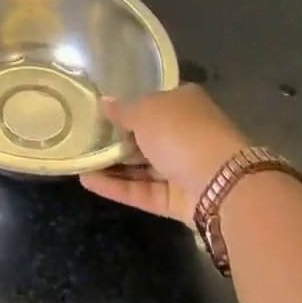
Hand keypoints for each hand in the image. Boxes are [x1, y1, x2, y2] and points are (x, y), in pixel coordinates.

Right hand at [80, 85, 250, 223]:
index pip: (153, 101)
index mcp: (185, 103)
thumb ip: (122, 110)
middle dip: (117, 138)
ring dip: (113, 165)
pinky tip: (87, 181)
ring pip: (144, 166)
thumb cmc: (181, 132)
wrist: (222, 186)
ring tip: (79, 159)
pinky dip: (117, 187)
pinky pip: (144, 191)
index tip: (100, 110)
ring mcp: (184, 169)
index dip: (127, 104)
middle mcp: (187, 134)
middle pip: (147, 135)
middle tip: (84, 136)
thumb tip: (105, 103)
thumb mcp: (144, 110)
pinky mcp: (180, 201)